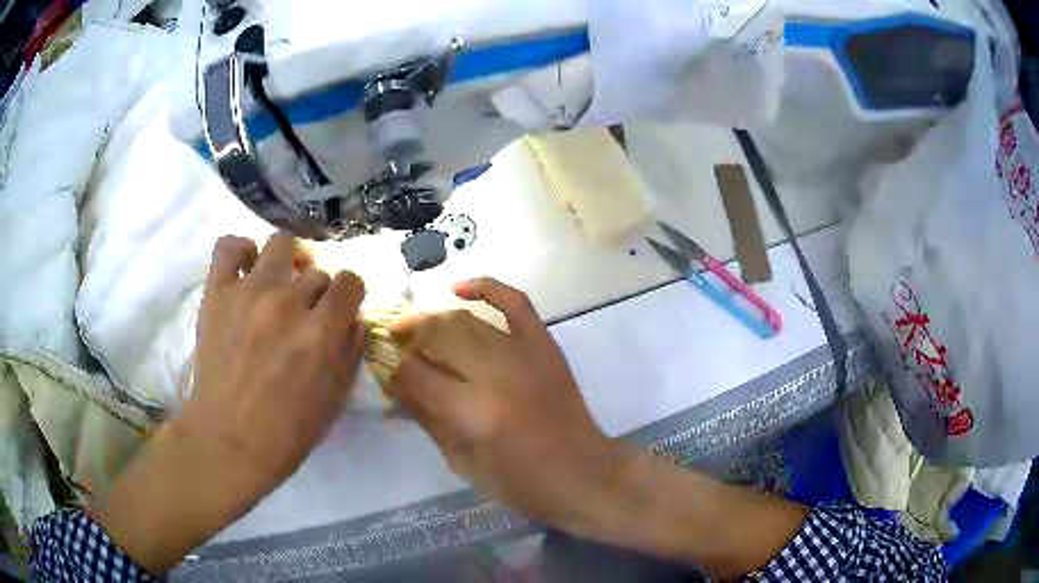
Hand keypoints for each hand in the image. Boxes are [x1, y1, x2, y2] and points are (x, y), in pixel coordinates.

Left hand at [91, 234, 365, 572]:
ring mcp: (249, 292)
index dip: (349, 295)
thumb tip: (352, 319)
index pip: (350, 282)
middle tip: (303, 316)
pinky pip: (229, 246)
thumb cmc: (286, 432)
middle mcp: (288, 301)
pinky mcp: (217, 292)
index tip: (340, 311)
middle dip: (317, 292)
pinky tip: (246, 269)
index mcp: (320, 331)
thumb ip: (350, 352)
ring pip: (280, 244)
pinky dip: (241, 250)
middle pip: (316, 272)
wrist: (228, 440)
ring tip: (278, 283)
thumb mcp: (335, 400)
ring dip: (287, 262)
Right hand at [387, 280, 807, 579]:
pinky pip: (515, 302)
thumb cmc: (520, 483)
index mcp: (472, 413)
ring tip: (415, 327)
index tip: (380, 365)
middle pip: (435, 337)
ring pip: (465, 319)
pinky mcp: (544, 344)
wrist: (583, 474)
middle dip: (406, 336)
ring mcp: (523, 353)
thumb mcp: (461, 463)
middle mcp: (495, 374)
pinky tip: (460, 287)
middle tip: (392, 343)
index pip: (414, 374)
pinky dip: (488, 286)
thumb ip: (426, 419)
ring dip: (433, 318)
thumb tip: (394, 386)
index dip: (390, 367)